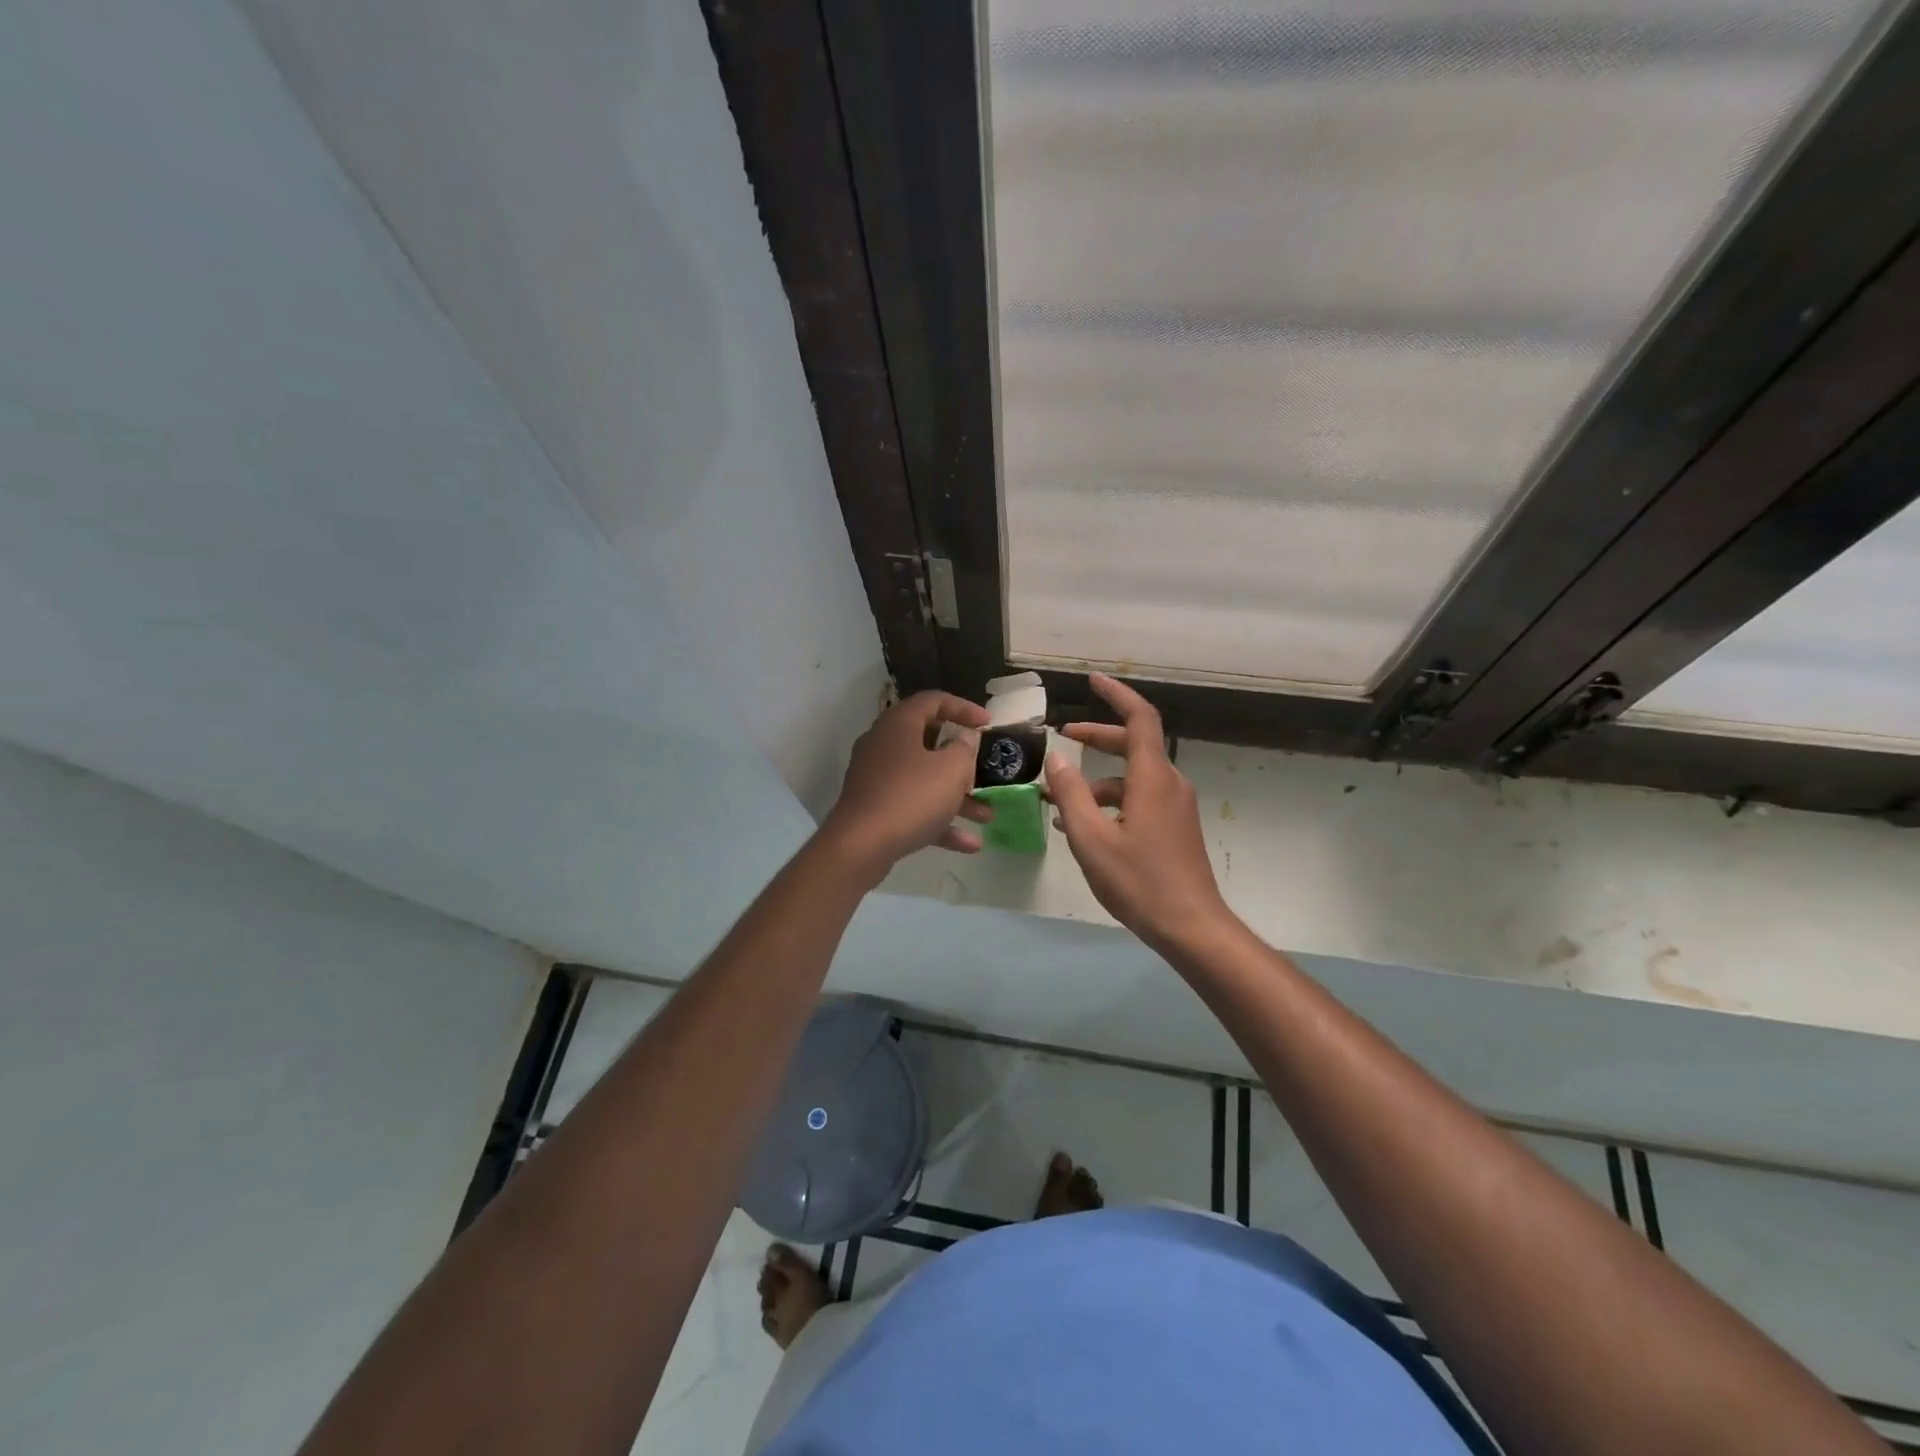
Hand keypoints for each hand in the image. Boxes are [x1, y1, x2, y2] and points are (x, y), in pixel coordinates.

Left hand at [821, 690, 992, 877]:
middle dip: (961, 761)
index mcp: (899, 724)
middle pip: (928, 743)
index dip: (964, 708)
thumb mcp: (952, 769)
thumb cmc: (911, 797)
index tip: (988, 724)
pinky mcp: (874, 808)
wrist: (860, 846)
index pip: (933, 701)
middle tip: (982, 770)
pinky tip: (969, 844)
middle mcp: (883, 745)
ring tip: (986, 816)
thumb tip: (963, 738)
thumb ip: (964, 748)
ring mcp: (876, 778)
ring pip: (923, 780)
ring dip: (956, 797)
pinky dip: (939, 821)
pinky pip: (912, 808)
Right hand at [1045, 673, 1233, 953]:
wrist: (1192, 927)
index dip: (1116, 695)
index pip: (1139, 718)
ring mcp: (1175, 806)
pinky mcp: (1175, 827)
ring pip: (1133, 776)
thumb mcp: (1092, 839)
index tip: (1093, 680)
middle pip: (1133, 744)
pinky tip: (1085, 826)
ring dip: (1098, 779)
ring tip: (1061, 799)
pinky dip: (1112, 801)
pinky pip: (1140, 798)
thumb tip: (1056, 758)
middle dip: (1098, 736)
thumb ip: (1071, 795)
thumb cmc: (1140, 882)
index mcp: (1152, 778)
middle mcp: (1169, 783)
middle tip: (1065, 736)